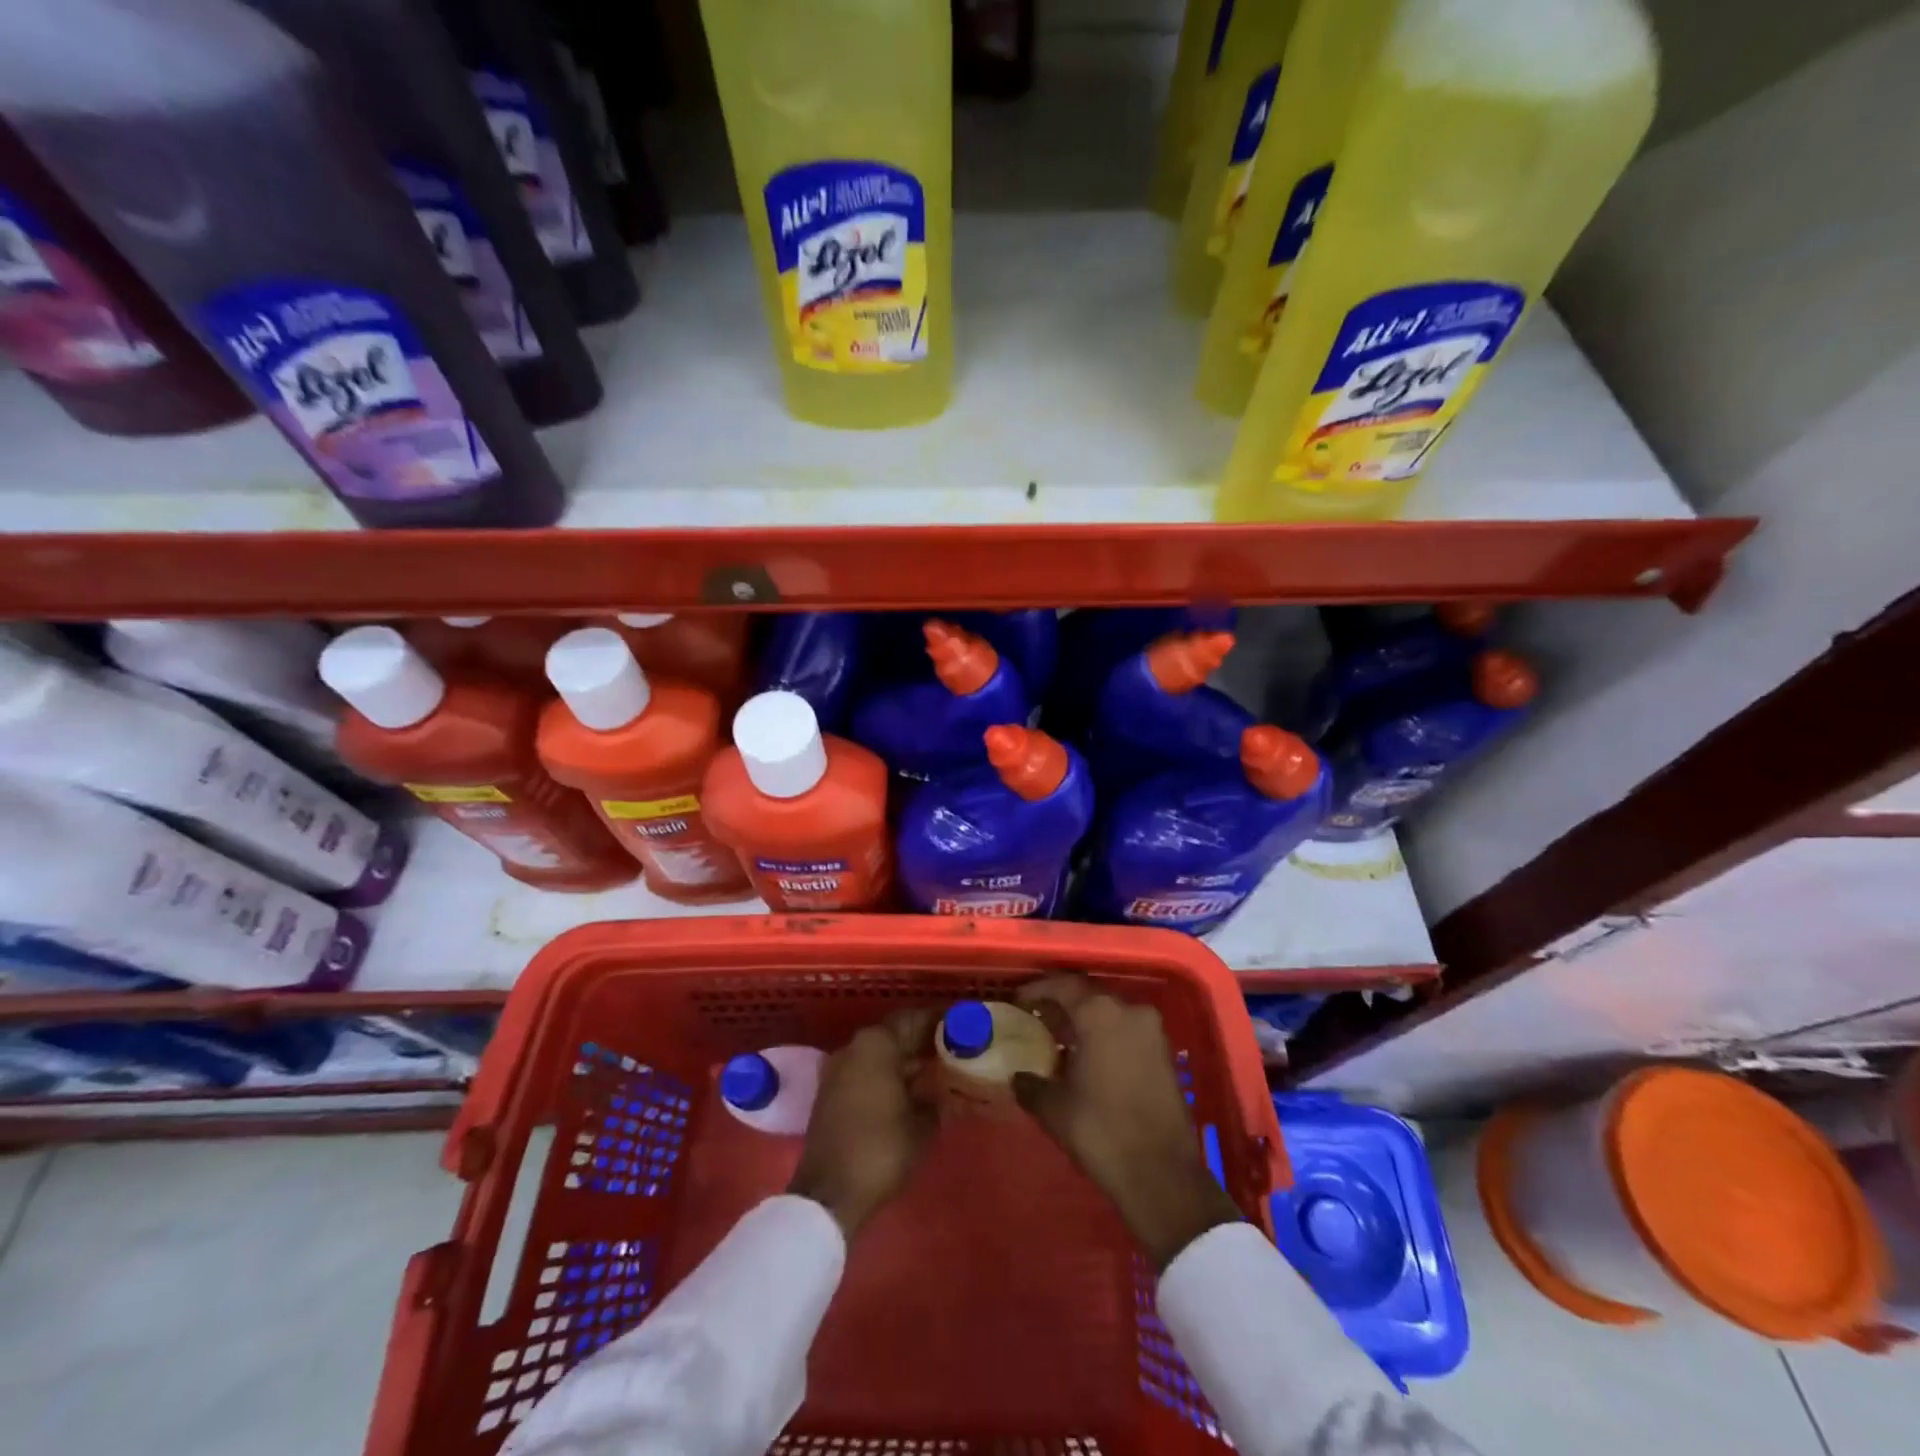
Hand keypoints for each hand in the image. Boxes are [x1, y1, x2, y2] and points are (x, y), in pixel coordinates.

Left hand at [788, 1008, 938, 1239]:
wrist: (831, 1193)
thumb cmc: (882, 1148)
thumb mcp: (923, 1123)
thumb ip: (937, 1096)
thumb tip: (946, 1088)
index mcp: (876, 1043)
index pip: (912, 1019)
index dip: (938, 1021)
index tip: (960, 1024)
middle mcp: (854, 1047)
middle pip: (894, 1034)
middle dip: (922, 1041)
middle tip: (953, 1048)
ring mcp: (839, 1069)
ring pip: (880, 1054)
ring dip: (905, 1059)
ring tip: (937, 1070)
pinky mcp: (831, 1093)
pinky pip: (867, 1071)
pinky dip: (888, 1074)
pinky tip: (911, 1090)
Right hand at [1014, 974, 1241, 1269]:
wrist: (1162, 1175)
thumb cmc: (1101, 1131)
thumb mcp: (1055, 1109)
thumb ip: (1030, 1085)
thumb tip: (1017, 1078)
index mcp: (1099, 1013)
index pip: (1063, 985)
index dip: (1037, 989)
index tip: (1018, 1000)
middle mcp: (1129, 1010)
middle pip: (1088, 994)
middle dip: (1061, 1002)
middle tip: (1037, 1016)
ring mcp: (1152, 1030)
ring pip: (1110, 1011)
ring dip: (1085, 1019)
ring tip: (1060, 1038)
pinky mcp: (1165, 1052)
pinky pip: (1127, 1029)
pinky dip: (1106, 1033)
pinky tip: (1088, 1056)